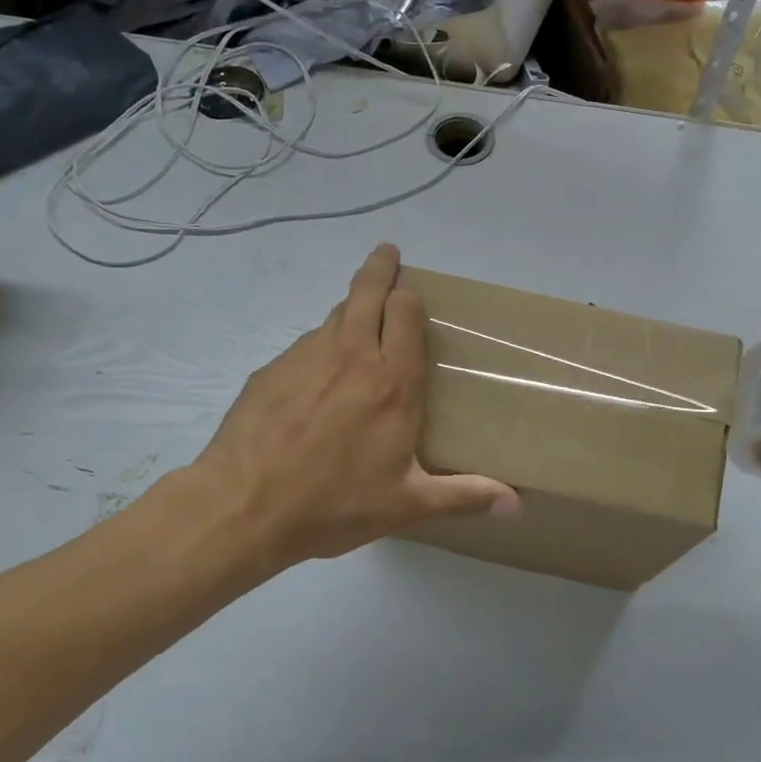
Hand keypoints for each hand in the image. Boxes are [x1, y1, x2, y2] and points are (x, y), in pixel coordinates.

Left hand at [185, 244, 517, 577]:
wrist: (244, 507)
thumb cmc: (334, 504)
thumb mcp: (406, 505)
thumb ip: (464, 496)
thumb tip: (516, 504)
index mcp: (393, 381)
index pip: (407, 313)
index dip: (410, 294)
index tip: (412, 287)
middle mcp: (352, 355)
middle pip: (368, 291)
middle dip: (380, 267)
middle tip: (387, 254)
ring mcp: (306, 357)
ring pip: (335, 315)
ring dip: (351, 309)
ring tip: (357, 322)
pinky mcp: (271, 369)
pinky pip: (305, 345)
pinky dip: (320, 346)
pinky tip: (316, 378)